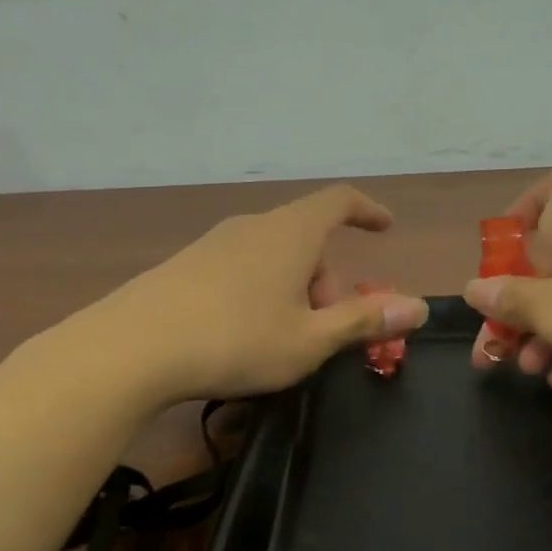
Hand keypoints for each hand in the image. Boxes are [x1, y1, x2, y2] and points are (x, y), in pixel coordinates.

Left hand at [95, 185, 428, 402]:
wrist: (132, 349)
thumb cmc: (236, 340)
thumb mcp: (310, 340)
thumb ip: (364, 320)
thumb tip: (418, 307)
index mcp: (290, 233)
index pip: (338, 201)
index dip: (367, 211)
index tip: (385, 228)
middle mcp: (252, 227)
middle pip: (306, 239)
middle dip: (327, 280)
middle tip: (327, 330)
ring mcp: (213, 244)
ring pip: (272, 256)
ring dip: (293, 290)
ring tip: (284, 339)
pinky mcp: (184, 266)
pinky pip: (240, 269)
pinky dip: (259, 292)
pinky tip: (241, 335)